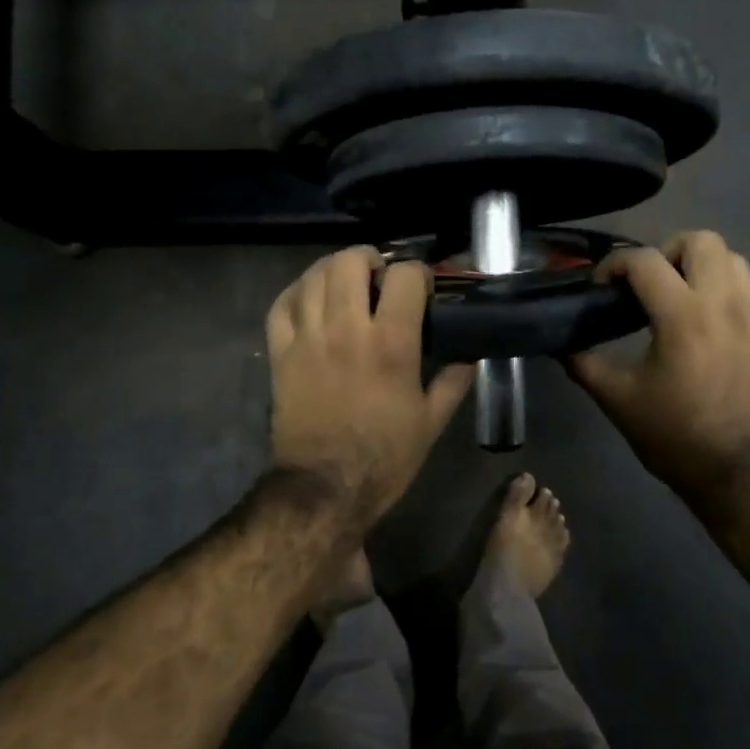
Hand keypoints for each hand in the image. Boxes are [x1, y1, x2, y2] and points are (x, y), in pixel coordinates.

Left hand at [267, 247, 475, 528]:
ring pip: (314, 276)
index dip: (418, 273)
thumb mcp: (432, 423)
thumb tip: (469, 357)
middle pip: (350, 262)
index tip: (422, 289)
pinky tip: (311, 299)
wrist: (324, 488)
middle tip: (380, 277)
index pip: (404, 275)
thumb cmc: (384, 457)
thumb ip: (453, 382)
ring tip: (347, 283)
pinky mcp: (281, 353)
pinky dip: (297, 292)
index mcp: (391, 343)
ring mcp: (308, 338)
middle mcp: (347, 329)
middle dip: (370, 260)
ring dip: (334, 270)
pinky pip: (281, 305)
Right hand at [566, 231, 749, 507]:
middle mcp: (724, 304)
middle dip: (666, 252)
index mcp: (684, 317)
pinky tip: (704, 322)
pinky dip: (722, 288)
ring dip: (699, 265)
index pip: (646, 261)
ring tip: (676, 298)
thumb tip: (559, 344)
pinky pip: (748, 287)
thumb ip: (584, 364)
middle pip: (701, 241)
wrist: (742, 473)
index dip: (615, 265)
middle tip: (647, 286)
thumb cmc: (676, 437)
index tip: (601, 288)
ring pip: (732, 258)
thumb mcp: (619, 401)